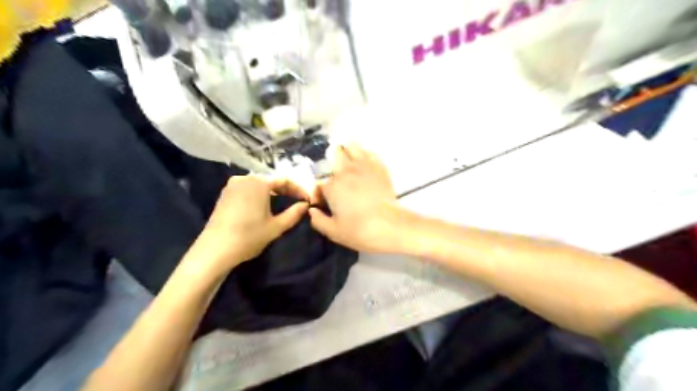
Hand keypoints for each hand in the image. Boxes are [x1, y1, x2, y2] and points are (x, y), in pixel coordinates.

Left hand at [185, 176, 306, 276]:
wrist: (215, 250)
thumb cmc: (249, 236)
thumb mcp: (276, 227)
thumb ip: (294, 214)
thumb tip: (306, 205)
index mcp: (259, 182)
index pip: (284, 180)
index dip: (298, 189)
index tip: (307, 200)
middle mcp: (245, 178)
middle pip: (271, 180)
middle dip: (286, 190)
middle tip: (297, 201)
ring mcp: (232, 185)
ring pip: (259, 184)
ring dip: (273, 192)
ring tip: (284, 202)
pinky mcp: (225, 194)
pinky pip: (247, 189)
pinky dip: (259, 195)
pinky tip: (264, 205)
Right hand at [310, 143, 412, 252]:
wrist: (389, 225)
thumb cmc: (359, 230)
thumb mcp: (333, 232)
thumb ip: (318, 221)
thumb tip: (312, 211)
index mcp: (332, 186)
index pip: (319, 184)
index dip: (319, 194)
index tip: (324, 203)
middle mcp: (346, 172)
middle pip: (336, 155)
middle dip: (333, 160)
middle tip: (336, 170)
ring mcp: (364, 167)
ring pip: (354, 147)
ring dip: (349, 150)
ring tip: (349, 156)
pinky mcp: (380, 169)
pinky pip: (371, 154)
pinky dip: (366, 154)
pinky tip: (365, 160)